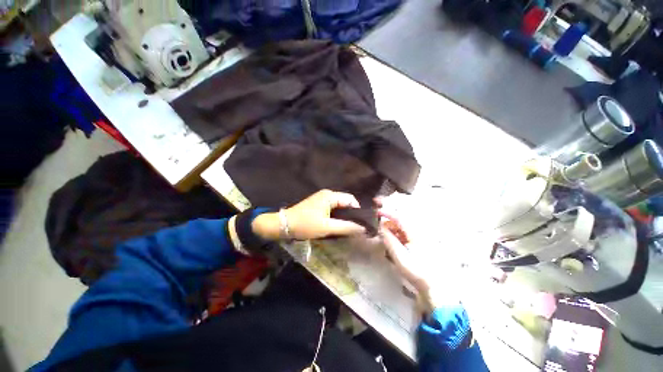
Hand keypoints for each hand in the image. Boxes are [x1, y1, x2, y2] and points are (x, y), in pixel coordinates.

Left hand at [252, 190, 366, 240]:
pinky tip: (338, 224)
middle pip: (345, 202)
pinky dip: (337, 216)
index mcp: (330, 196)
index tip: (362, 223)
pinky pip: (332, 208)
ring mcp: (321, 199)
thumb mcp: (327, 227)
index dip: (358, 210)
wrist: (284, 225)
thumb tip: (363, 228)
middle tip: (357, 226)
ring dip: (344, 215)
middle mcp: (327, 194)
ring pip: (339, 206)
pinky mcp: (317, 204)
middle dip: (351, 213)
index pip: (350, 199)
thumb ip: (346, 227)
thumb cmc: (306, 224)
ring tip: (349, 226)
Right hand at [378, 211, 429, 293]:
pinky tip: (395, 244)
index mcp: (415, 233)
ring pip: (404, 228)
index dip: (387, 213)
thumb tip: (380, 227)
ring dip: (393, 230)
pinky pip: (407, 235)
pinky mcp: (421, 244)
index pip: (399, 218)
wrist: (435, 286)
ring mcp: (421, 238)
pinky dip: (399, 236)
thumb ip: (389, 240)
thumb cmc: (416, 271)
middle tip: (380, 230)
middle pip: (401, 222)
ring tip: (386, 238)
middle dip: (389, 223)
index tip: (377, 212)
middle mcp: (419, 232)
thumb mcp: (399, 256)